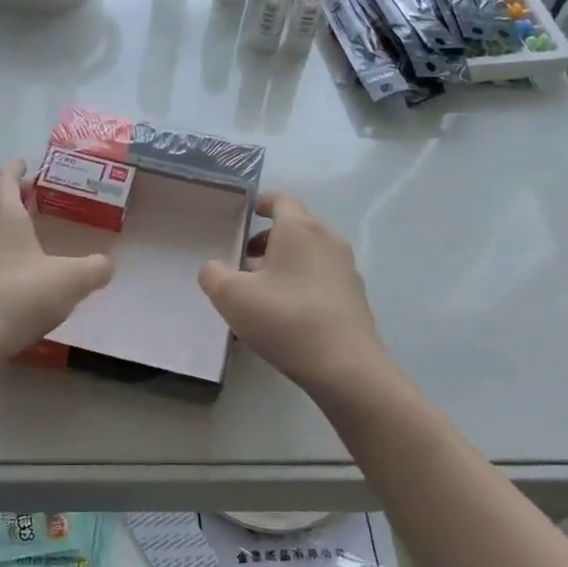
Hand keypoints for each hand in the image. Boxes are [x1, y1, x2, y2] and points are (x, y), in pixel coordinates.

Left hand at [0, 161, 114, 371]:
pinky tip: (0, 260)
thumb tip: (106, 264)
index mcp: (2, 212)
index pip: (4, 176)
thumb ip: (95, 268)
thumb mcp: (71, 282)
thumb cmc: (19, 298)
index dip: (17, 168)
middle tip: (28, 194)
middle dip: (4, 187)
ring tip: (14, 224)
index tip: (28, 165)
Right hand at [199, 192, 392, 396]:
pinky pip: (320, 280)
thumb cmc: (285, 320)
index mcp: (299, 229)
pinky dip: (299, 286)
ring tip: (258, 293)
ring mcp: (345, 269)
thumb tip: (214, 268)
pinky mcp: (354, 297)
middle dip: (267, 239)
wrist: (345, 366)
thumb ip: (213, 275)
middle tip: (243, 260)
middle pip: (296, 228)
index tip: (245, 213)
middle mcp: (327, 240)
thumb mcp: (232, 297)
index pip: (281, 200)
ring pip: (307, 256)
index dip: (261, 203)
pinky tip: (282, 318)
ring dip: (282, 265)